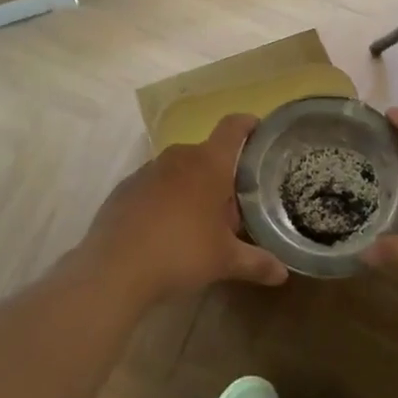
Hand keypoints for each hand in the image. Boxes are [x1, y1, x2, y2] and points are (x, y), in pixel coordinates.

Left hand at [78, 114, 288, 306]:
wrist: (114, 268)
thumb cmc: (180, 252)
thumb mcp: (225, 260)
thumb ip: (257, 262)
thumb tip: (282, 273)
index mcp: (209, 163)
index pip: (233, 128)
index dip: (248, 124)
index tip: (258, 129)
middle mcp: (178, 157)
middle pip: (207, 154)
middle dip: (221, 175)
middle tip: (232, 206)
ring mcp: (147, 170)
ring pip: (179, 170)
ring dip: (192, 187)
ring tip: (199, 222)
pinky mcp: (125, 188)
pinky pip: (154, 186)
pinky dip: (165, 199)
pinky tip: (165, 230)